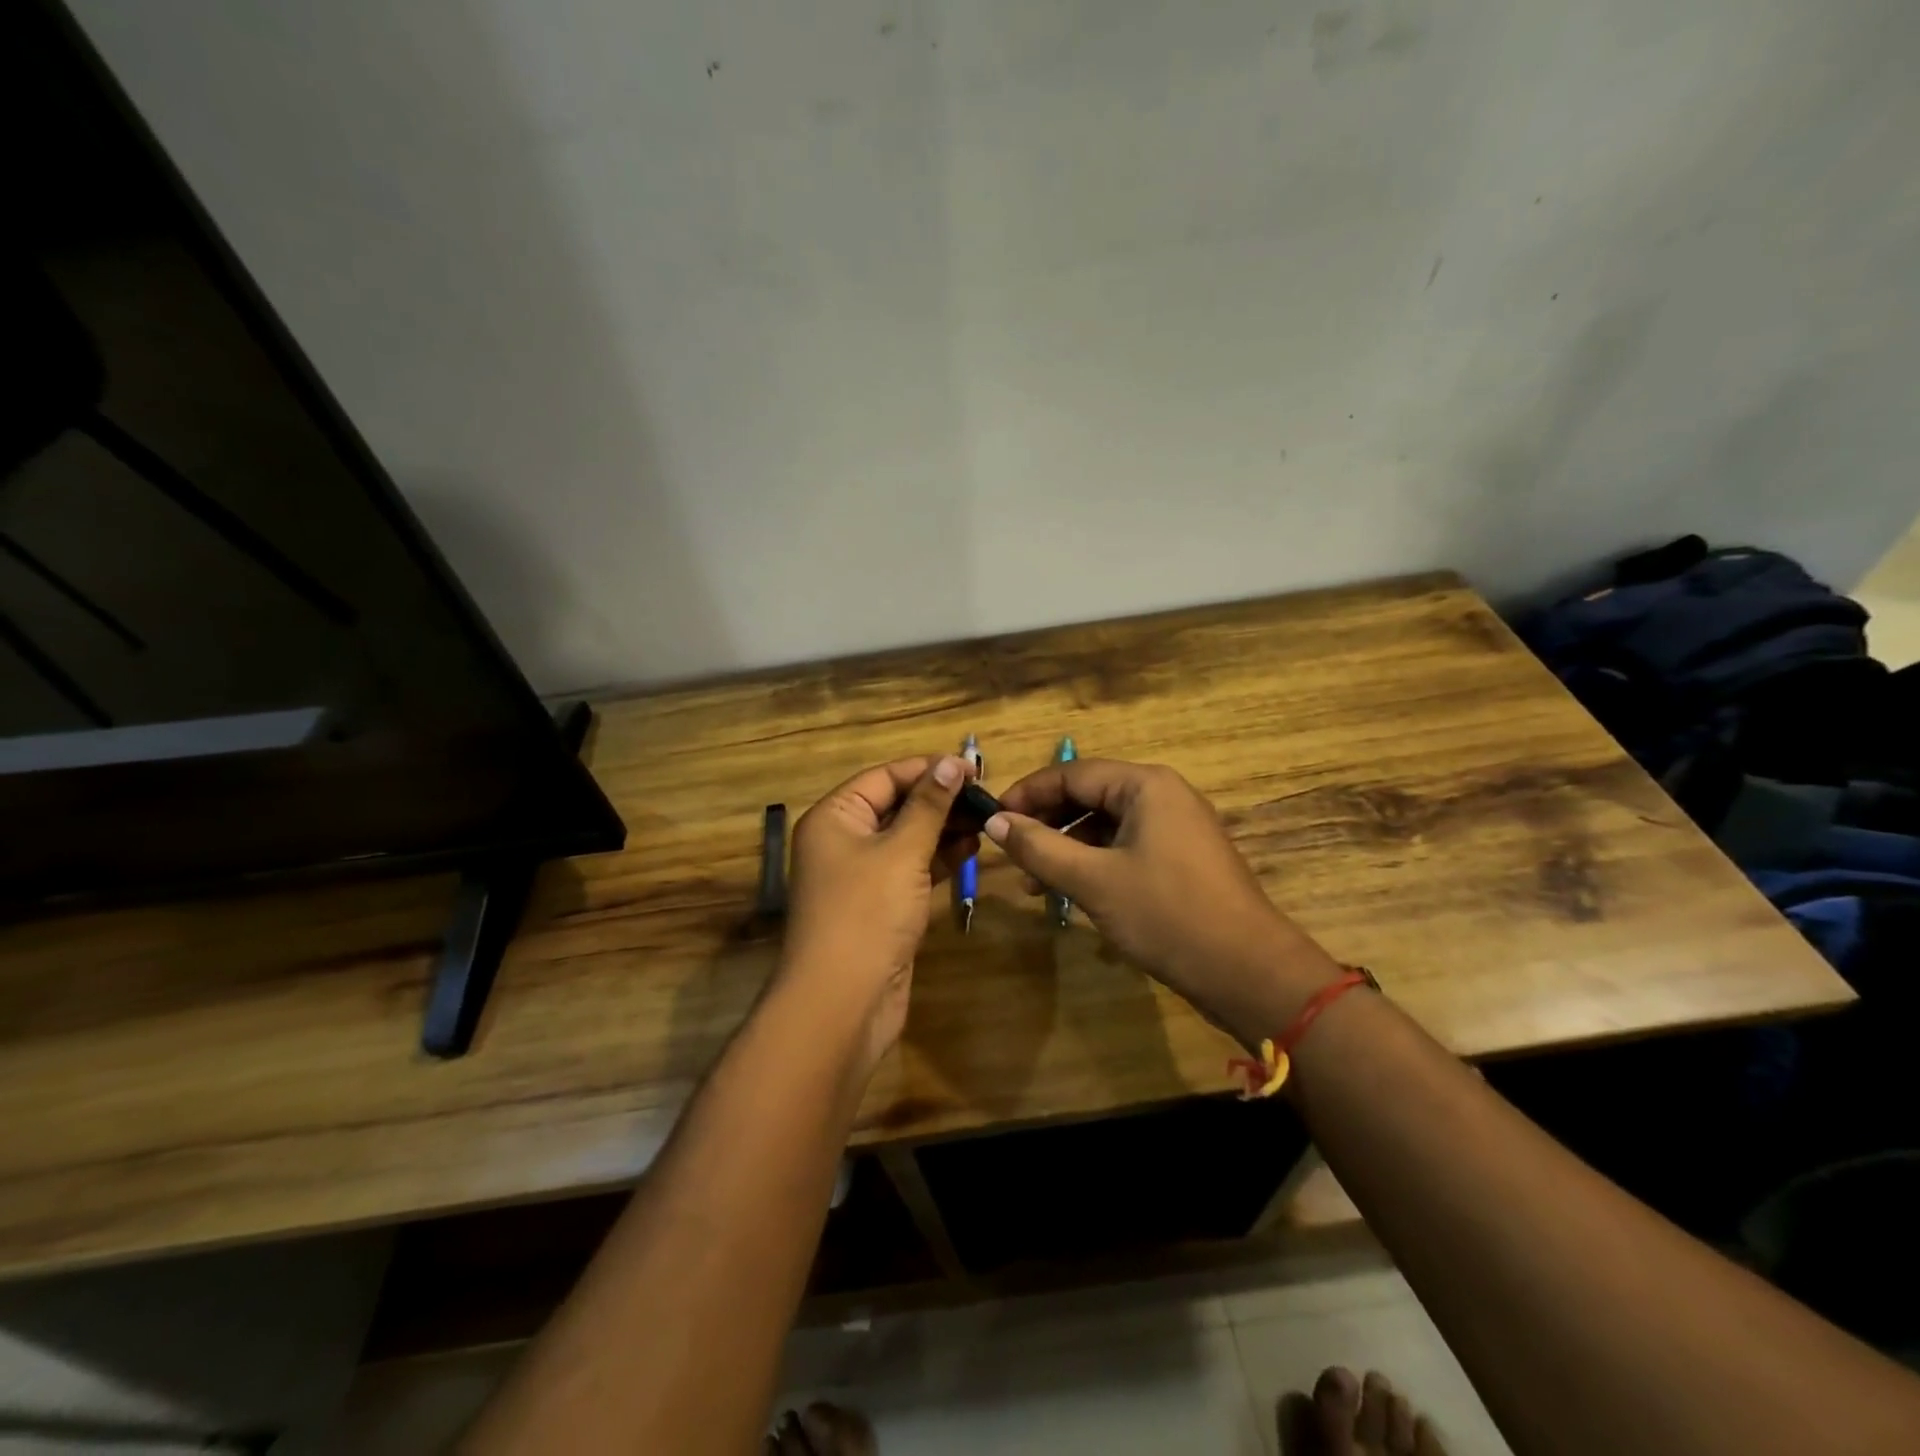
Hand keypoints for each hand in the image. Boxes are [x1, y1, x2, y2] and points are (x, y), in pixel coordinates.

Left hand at [780, 755, 976, 1072]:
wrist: (843, 1002)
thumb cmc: (867, 914)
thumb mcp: (901, 852)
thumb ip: (929, 806)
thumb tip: (952, 763)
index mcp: (835, 817)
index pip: (885, 777)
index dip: (928, 770)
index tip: (974, 768)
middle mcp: (843, 840)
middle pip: (896, 805)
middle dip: (940, 800)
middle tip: (988, 797)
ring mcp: (861, 875)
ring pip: (907, 838)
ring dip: (944, 828)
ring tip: (986, 820)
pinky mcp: (880, 905)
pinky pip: (911, 868)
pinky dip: (938, 858)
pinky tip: (971, 849)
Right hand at [986, 759, 1339, 1048]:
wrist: (1249, 972)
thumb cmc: (1167, 915)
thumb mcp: (1093, 881)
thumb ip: (1039, 848)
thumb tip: (994, 822)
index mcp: (1145, 785)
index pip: (1072, 773)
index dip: (1027, 794)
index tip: (992, 819)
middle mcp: (1163, 795)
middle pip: (1089, 795)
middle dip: (1046, 822)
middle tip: (1009, 851)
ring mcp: (1176, 827)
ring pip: (1106, 825)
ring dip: (1066, 847)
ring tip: (1033, 882)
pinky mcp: (1182, 859)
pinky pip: (1125, 847)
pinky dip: (1094, 864)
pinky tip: (1071, 893)